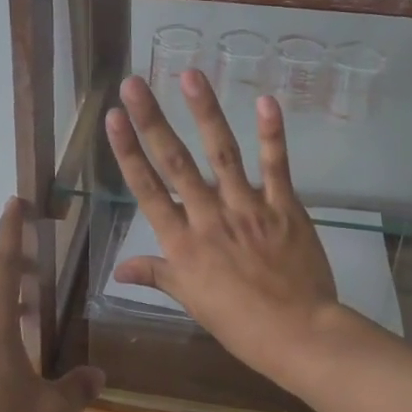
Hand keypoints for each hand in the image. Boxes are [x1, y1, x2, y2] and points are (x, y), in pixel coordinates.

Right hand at [104, 71, 341, 386]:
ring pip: (222, 154)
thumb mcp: (191, 301)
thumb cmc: (239, 323)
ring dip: (205, 112)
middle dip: (152, 120)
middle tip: (134, 83)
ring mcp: (247, 209)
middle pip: (175, 163)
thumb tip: (116, 269)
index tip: (113, 118)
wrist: (298, 335)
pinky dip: (271, 134)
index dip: (128, 152)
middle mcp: (209, 218)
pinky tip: (265, 101)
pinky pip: (275, 166)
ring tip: (189, 75)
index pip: (147, 190)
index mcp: (182, 244)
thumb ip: (156, 275)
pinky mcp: (283, 207)